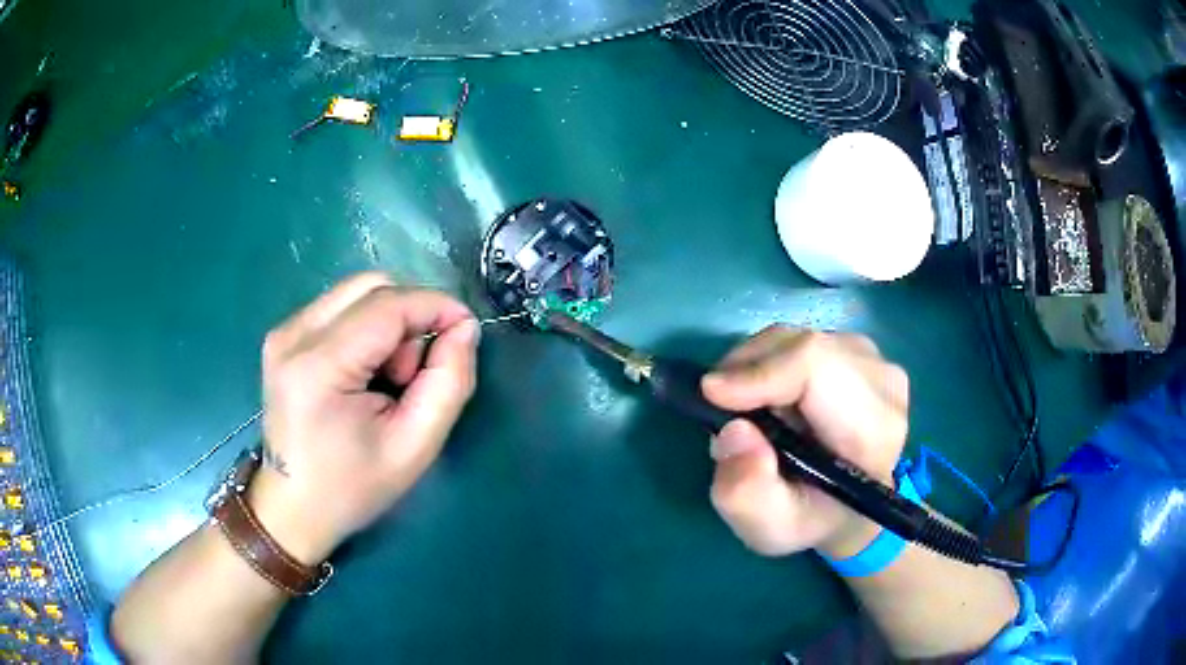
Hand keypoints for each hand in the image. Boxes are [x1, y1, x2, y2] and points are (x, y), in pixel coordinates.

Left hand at [248, 272, 480, 562]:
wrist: (293, 509)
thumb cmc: (353, 488)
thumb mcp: (416, 446)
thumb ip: (449, 381)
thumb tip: (464, 328)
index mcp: (319, 366)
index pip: (388, 304)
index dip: (436, 305)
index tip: (467, 329)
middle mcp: (294, 335)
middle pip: (370, 285)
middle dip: (410, 315)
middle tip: (416, 370)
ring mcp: (283, 332)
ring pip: (356, 293)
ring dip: (388, 322)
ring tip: (389, 377)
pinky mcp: (283, 336)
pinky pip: (339, 308)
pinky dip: (367, 328)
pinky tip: (365, 372)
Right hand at [701, 326, 908, 559]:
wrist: (851, 509)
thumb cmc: (812, 521)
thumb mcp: (770, 529)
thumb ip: (746, 493)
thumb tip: (734, 432)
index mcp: (873, 432)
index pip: (818, 367)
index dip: (762, 372)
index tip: (713, 395)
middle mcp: (883, 384)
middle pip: (803, 346)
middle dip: (749, 369)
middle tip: (720, 408)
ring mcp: (875, 361)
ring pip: (798, 339)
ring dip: (758, 366)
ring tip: (745, 408)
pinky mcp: (861, 351)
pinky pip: (802, 340)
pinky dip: (772, 361)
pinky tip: (769, 397)